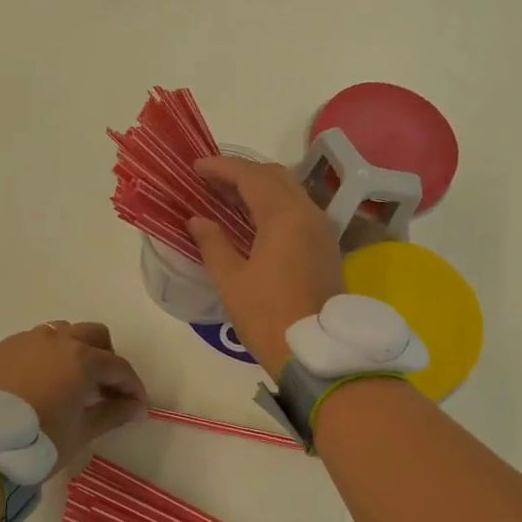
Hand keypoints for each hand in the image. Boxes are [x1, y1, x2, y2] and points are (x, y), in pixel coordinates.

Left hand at [0, 321, 147, 469]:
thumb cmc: (41, 441)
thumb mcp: (83, 431)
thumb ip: (114, 413)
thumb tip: (136, 407)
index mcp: (81, 358)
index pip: (118, 366)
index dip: (132, 386)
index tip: (137, 406)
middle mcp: (55, 340)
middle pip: (93, 335)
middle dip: (106, 357)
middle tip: (105, 387)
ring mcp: (25, 341)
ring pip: (60, 333)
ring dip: (74, 351)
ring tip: (70, 381)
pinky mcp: (0, 351)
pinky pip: (31, 344)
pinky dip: (44, 357)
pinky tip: (39, 384)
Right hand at [187, 157, 345, 373]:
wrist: (319, 353)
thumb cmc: (269, 316)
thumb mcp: (232, 281)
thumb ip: (213, 243)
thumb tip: (197, 219)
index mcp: (284, 216)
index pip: (250, 176)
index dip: (221, 167)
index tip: (195, 167)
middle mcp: (308, 213)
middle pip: (274, 176)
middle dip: (241, 172)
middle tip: (210, 181)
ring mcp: (321, 229)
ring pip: (289, 191)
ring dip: (259, 187)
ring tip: (227, 197)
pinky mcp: (326, 245)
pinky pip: (298, 209)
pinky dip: (273, 204)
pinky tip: (252, 219)